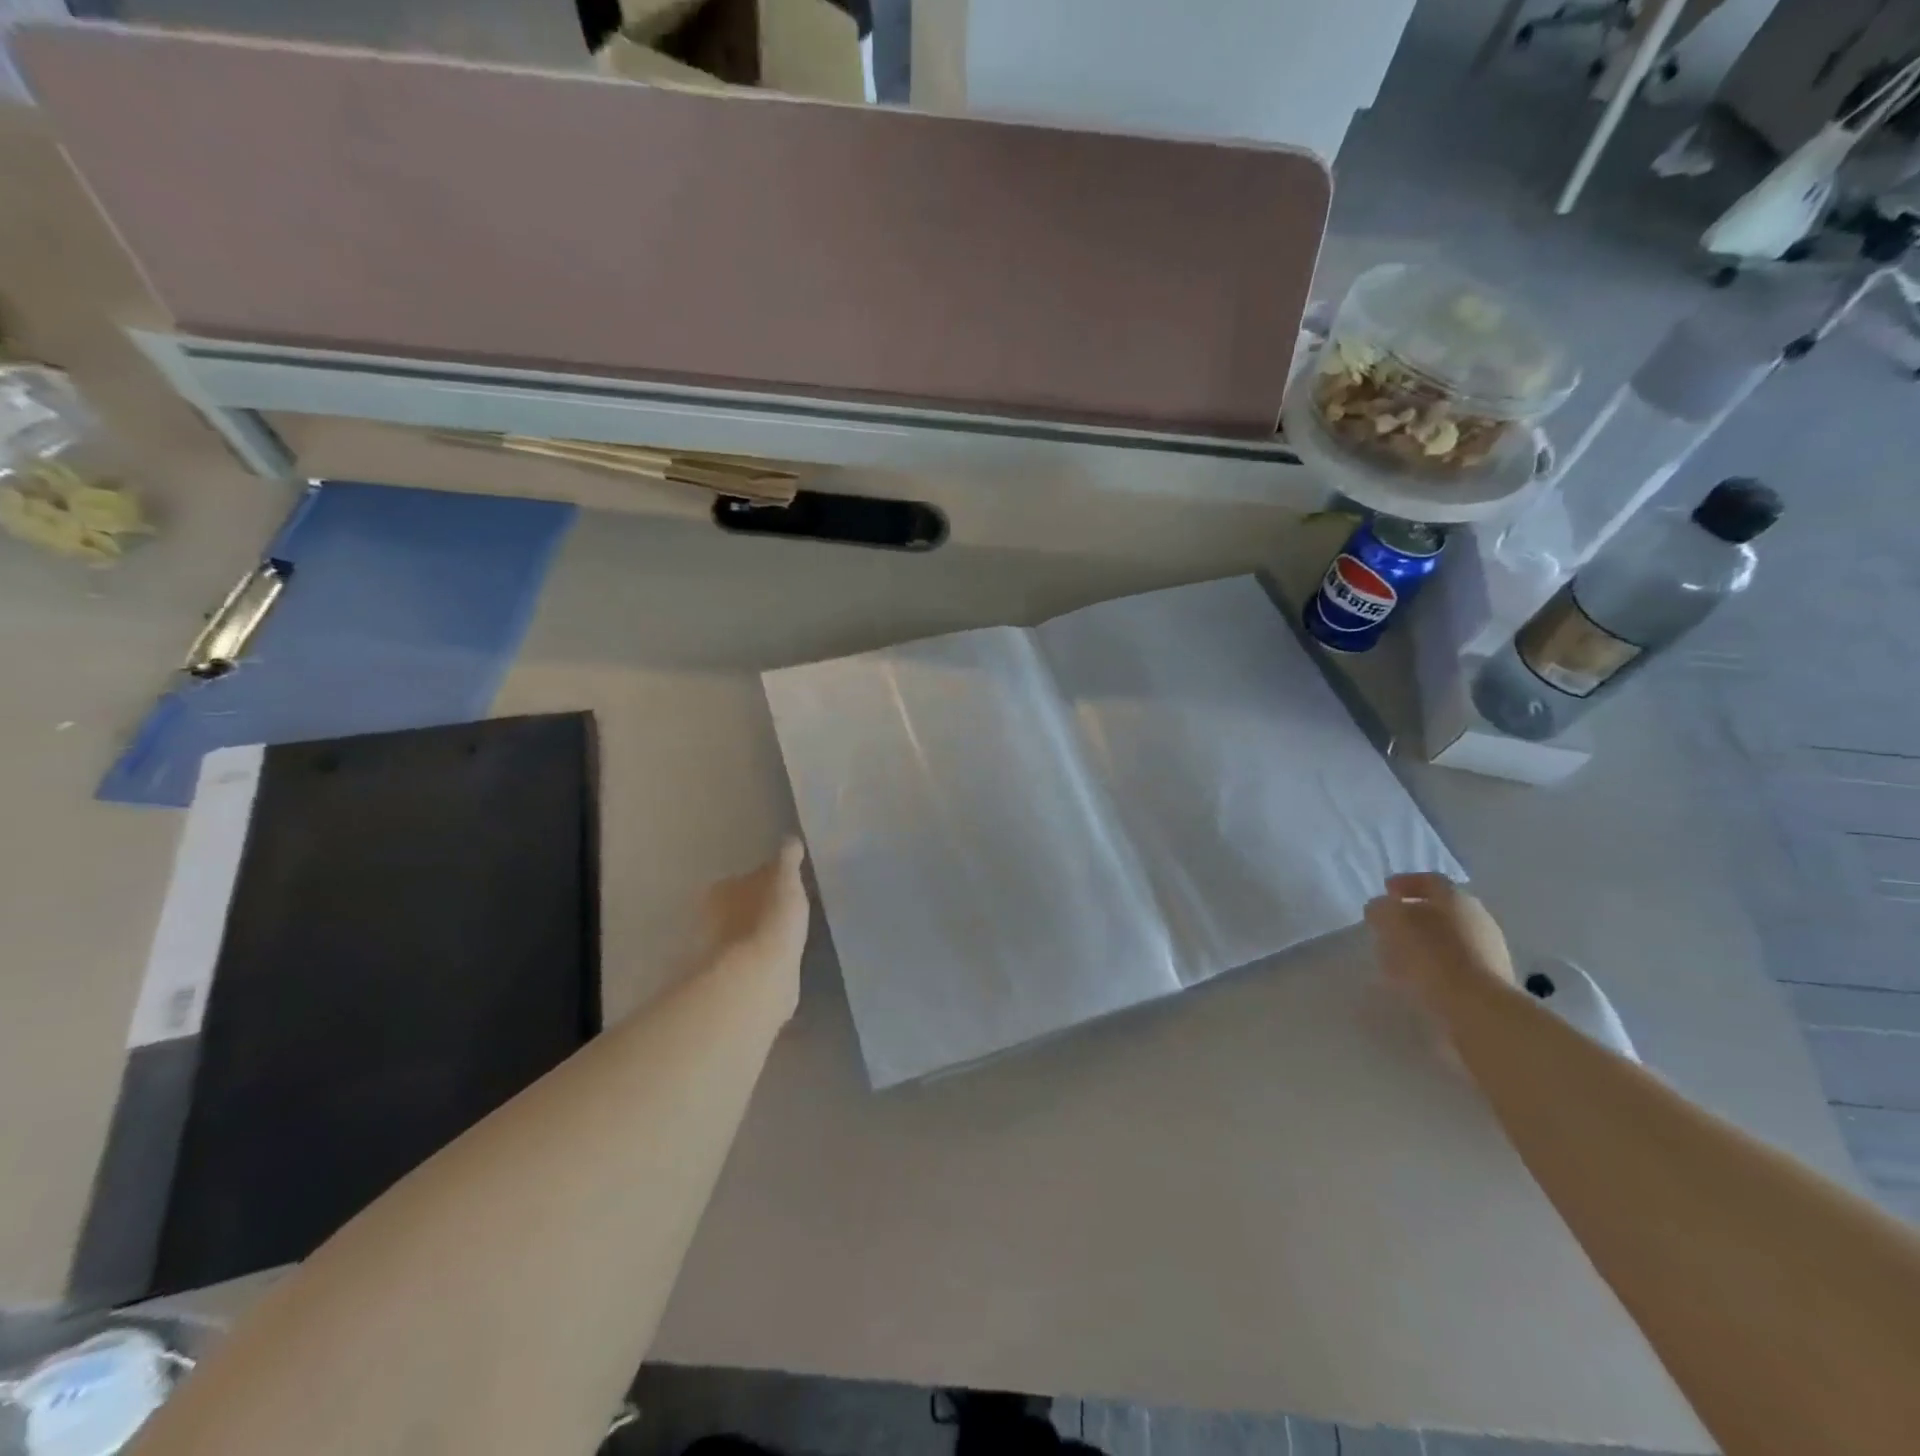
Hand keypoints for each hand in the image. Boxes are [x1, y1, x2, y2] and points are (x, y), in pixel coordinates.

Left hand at [702, 838, 811, 1015]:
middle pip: (741, 906)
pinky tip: (784, 956)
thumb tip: (790, 839)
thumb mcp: (785, 878)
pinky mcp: (736, 977)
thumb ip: (787, 859)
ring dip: (762, 932)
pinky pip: (755, 959)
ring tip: (789, 932)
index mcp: (722, 890)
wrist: (760, 976)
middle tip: (787, 906)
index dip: (766, 880)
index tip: (785, 884)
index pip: (746, 878)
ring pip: (746, 934)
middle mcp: (714, 918)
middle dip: (760, 906)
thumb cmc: (771, 918)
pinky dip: (766, 956)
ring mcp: (723, 950)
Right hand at [1364, 872, 1514, 1013]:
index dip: (1405, 883)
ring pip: (1450, 936)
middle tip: (1391, 924)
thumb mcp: (1391, 922)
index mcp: (1455, 897)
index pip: (1429, 881)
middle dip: (1415, 914)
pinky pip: (1457, 962)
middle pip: (1442, 909)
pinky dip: (1436, 963)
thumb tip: (1381, 908)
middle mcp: (1478, 917)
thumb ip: (1381, 908)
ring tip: (1399, 955)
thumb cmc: (1431, 955)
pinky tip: (1419, 976)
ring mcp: (1491, 949)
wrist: (1479, 1008)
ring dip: (1425, 941)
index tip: (1386, 892)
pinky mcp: (1493, 979)